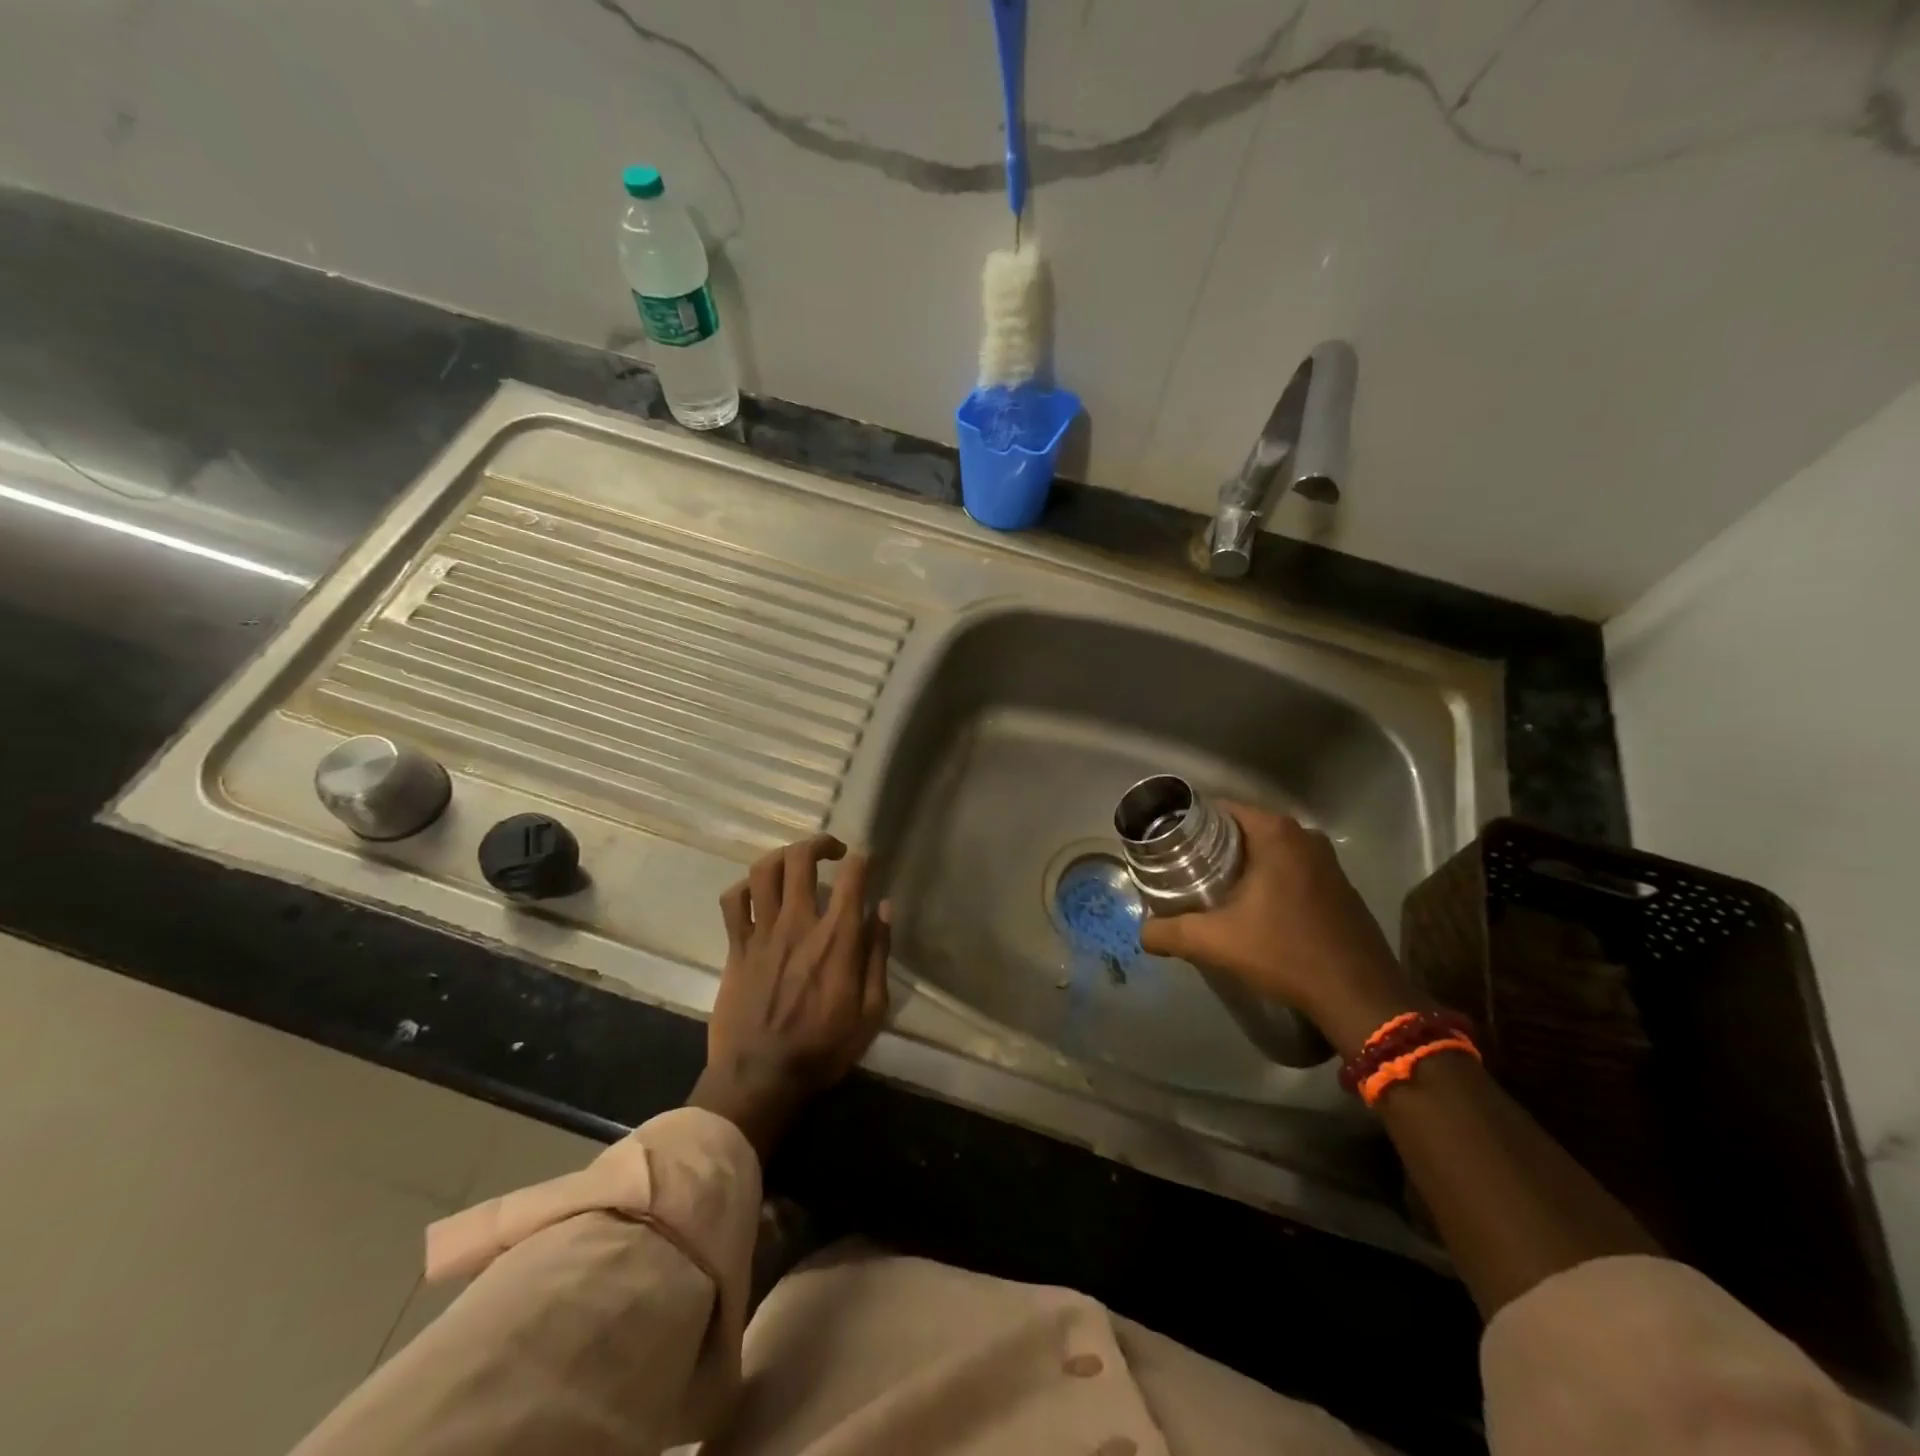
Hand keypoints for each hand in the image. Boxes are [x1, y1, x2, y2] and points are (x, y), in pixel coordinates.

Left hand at [689, 834, 890, 1157]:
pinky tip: (757, 893)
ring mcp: (762, 932)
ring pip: (764, 871)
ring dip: (782, 856)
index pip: (852, 877)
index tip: (866, 860)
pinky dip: (745, 887)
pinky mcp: (736, 947)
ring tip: (795, 862)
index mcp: (837, 938)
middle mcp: (799, 923)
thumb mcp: (871, 1011)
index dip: (862, 859)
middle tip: (832, 851)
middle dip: (819, 843)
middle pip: (801, 859)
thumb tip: (884, 909)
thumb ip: (878, 955)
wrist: (760, 1078)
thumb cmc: (823, 1048)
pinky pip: (733, 901)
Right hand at [1137, 803, 1420, 1058]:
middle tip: (1179, 868)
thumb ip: (1169, 933)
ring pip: (1267, 850)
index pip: (1220, 809)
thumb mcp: (1216, 942)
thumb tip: (1142, 933)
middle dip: (1210, 845)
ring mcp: (1327, 861)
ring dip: (1239, 864)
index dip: (1188, 823)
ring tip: (1207, 887)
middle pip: (1242, 828)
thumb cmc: (1285, 954)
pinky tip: (1249, 907)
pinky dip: (1265, 878)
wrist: (1360, 997)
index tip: (1165, 843)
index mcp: (1276, 834)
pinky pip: (1290, 868)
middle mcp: (1304, 837)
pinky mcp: (1338, 886)